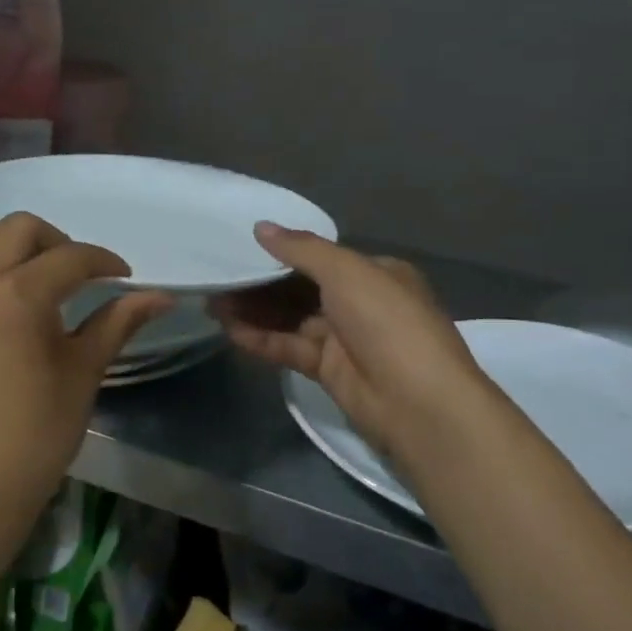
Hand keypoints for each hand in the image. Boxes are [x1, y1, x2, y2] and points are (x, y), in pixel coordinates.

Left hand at [0, 214, 168, 548]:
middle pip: (19, 228)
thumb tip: (162, 297)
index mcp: (17, 293)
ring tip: (49, 283)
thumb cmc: (33, 434)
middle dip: (59, 241)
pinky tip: (17, 304)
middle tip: (85, 277)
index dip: (105, 262)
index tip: (126, 279)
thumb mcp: (83, 373)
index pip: (71, 257)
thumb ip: (118, 323)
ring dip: (20, 246)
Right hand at [214, 223, 496, 470]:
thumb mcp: (347, 272)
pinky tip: (231, 331)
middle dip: (262, 284)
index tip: (244, 249)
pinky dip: (263, 339)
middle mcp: (361, 302)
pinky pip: (291, 348)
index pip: (322, 258)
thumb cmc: (387, 321)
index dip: (283, 253)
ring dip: (256, 312)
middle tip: (219, 279)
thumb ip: (302, 249)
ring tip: (213, 304)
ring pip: (292, 319)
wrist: (418, 403)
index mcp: (376, 273)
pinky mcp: (330, 371)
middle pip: (302, 288)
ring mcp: (345, 339)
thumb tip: (262, 227)